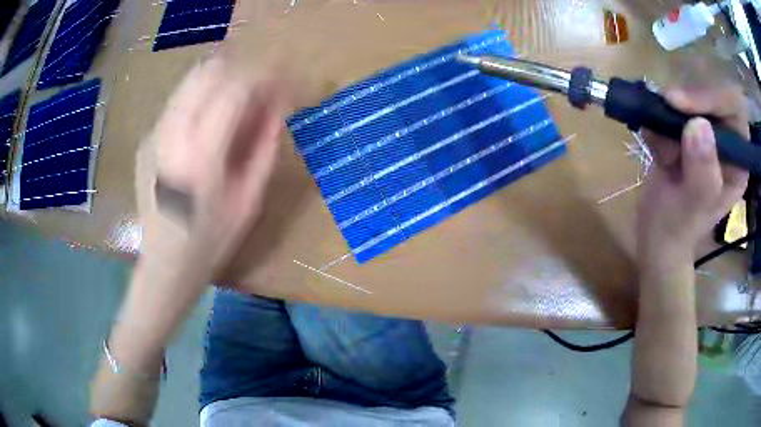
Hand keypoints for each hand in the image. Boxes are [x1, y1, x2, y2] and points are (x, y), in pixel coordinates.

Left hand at [146, 55, 287, 275]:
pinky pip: (179, 101)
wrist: (164, 265)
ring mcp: (154, 134)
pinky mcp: (147, 139)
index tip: (284, 81)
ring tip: (239, 100)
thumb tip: (279, 105)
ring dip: (222, 79)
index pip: (235, 88)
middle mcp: (171, 135)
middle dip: (242, 69)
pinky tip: (210, 123)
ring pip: (191, 79)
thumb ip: (265, 146)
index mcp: (201, 155)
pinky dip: (202, 97)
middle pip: (209, 71)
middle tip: (262, 86)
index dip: (266, 77)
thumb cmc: (211, 242)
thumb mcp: (249, 200)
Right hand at [637, 87, 748, 263]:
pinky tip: (651, 142)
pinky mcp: (683, 132)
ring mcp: (703, 136)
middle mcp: (725, 144)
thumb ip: (702, 172)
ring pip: (690, 99)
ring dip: (669, 114)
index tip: (683, 103)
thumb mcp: (693, 207)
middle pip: (712, 98)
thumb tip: (699, 126)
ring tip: (659, 146)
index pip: (735, 112)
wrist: (654, 235)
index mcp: (737, 162)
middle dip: (689, 104)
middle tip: (666, 107)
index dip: (714, 99)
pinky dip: (657, 117)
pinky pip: (670, 108)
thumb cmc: (677, 228)